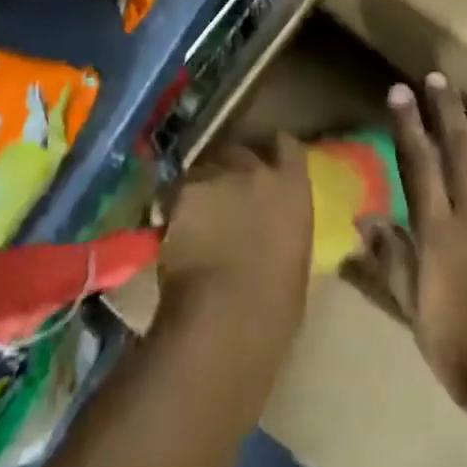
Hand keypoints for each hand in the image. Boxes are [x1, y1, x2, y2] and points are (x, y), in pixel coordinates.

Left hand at [157, 137, 313, 324]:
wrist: (226, 319)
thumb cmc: (275, 307)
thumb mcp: (295, 259)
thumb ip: (284, 229)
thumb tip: (273, 229)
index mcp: (293, 188)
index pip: (289, 147)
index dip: (277, 150)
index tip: (270, 159)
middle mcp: (257, 171)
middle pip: (241, 152)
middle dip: (232, 168)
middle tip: (225, 194)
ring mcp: (218, 177)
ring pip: (206, 168)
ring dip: (203, 185)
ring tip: (195, 212)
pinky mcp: (183, 192)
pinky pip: (177, 191)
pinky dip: (175, 206)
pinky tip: (172, 229)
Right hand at [358, 73, 466, 447]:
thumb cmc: (466, 354)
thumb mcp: (416, 314)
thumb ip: (390, 261)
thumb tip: (362, 218)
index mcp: (440, 233)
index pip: (419, 164)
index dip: (408, 125)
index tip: (400, 92)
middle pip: (460, 148)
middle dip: (447, 109)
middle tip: (438, 77)